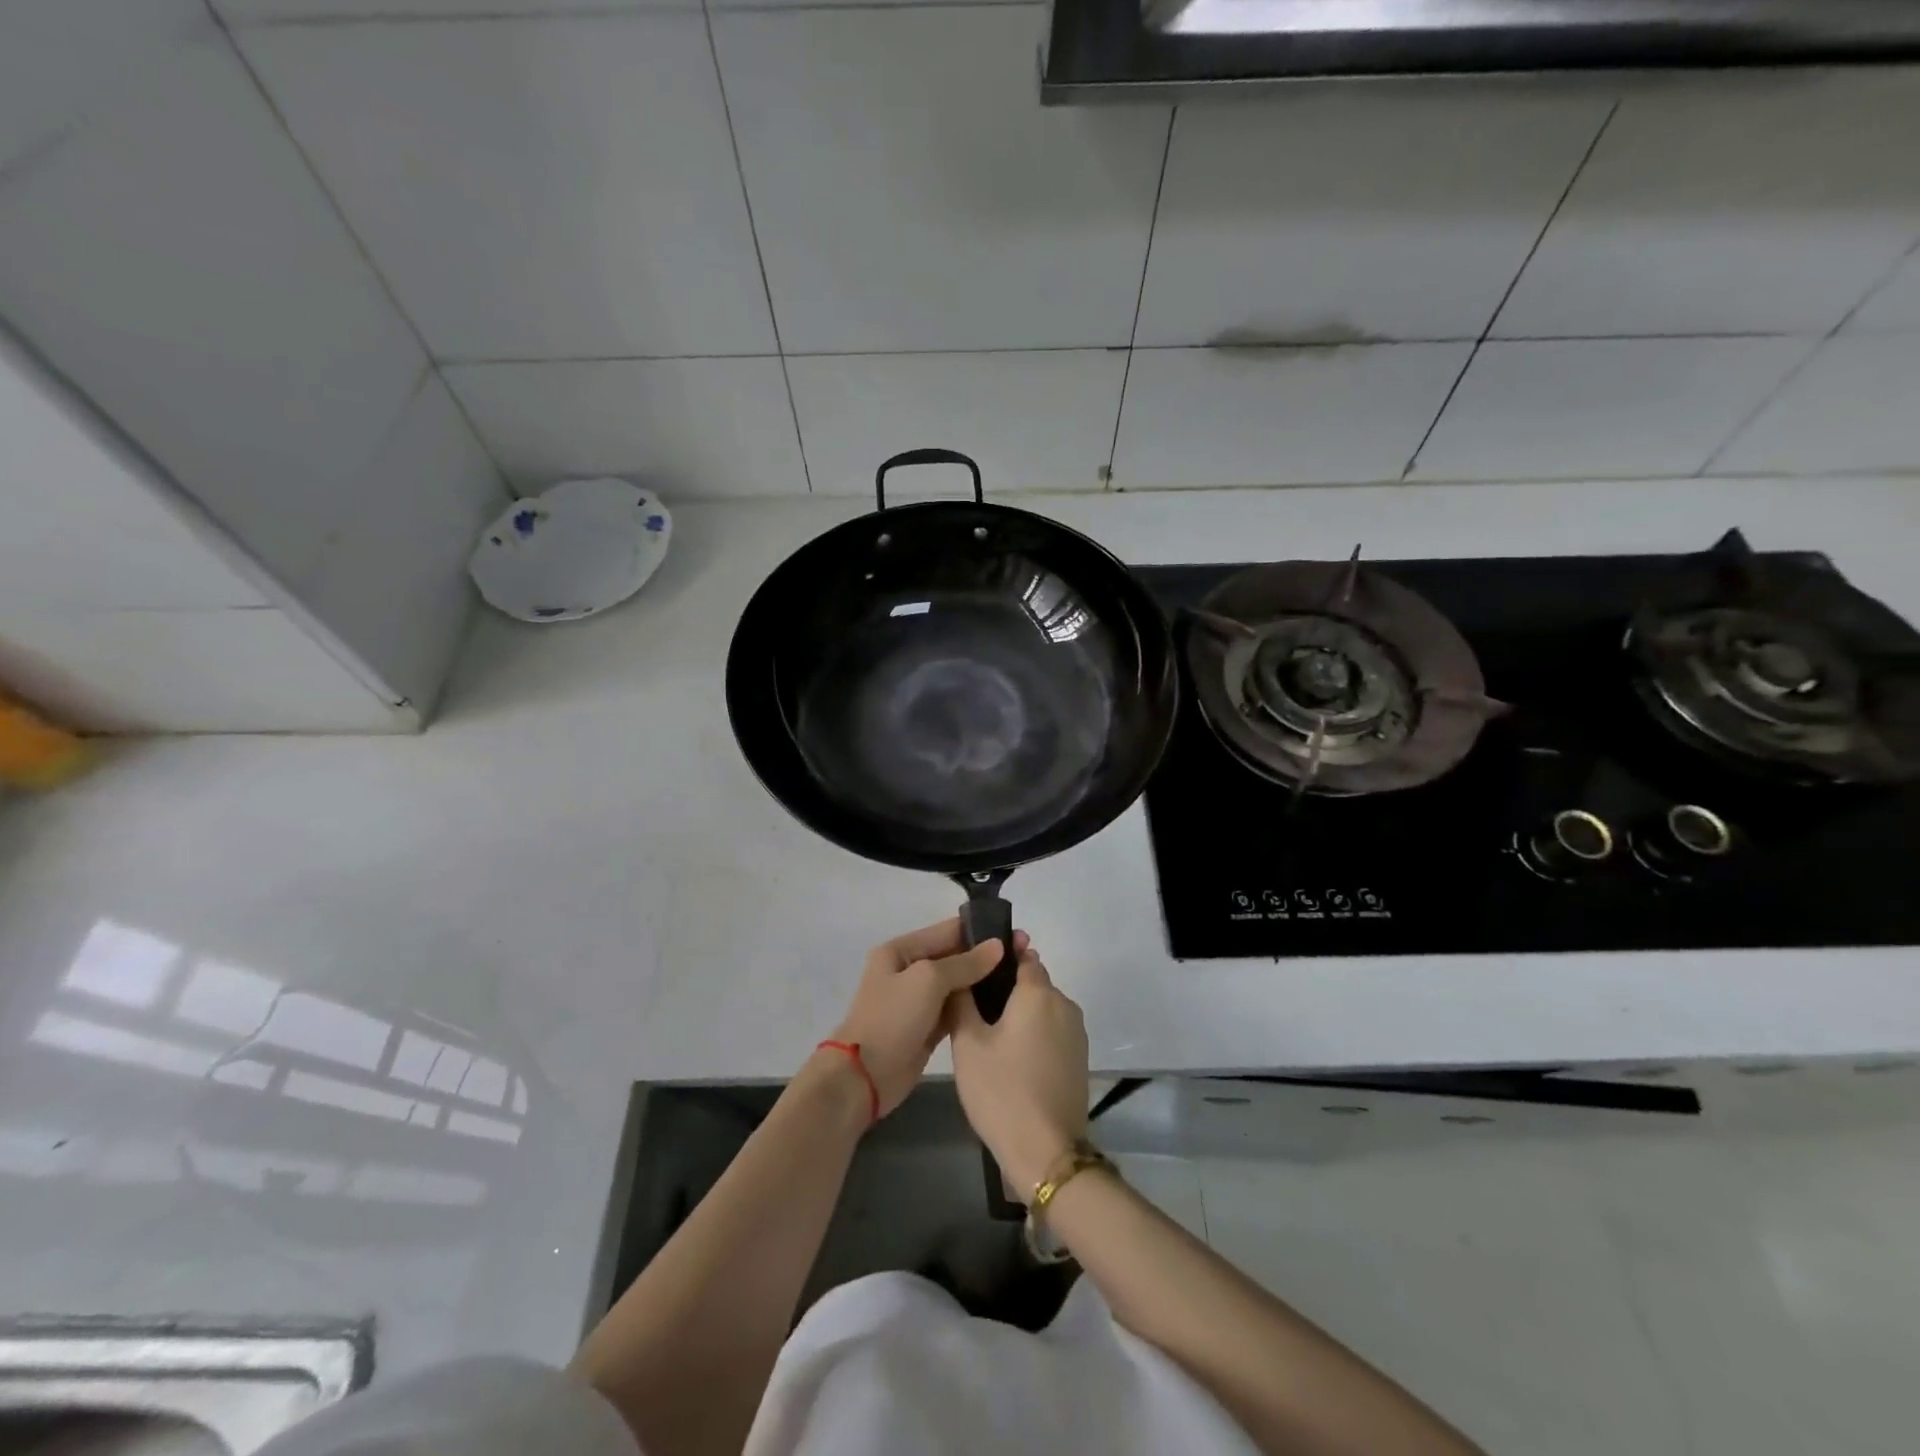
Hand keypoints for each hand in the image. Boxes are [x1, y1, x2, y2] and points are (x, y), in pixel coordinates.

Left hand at [827, 917, 1009, 1116]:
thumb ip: (964, 963)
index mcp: (901, 950)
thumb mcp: (927, 980)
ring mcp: (918, 1001)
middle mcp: (909, 970)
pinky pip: (956, 1009)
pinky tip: (1002, 1005)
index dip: (980, 931)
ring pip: (957, 984)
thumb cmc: (892, 1018)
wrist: (864, 1077)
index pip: (947, 931)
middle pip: (954, 957)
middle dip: (986, 957)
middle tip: (1025, 957)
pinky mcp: (927, 1027)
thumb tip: (998, 946)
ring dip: (983, 982)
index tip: (1016, 935)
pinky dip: (974, 1006)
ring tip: (1020, 979)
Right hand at [950, 943, 1089, 1194]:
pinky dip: (1035, 1036)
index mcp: (1038, 993)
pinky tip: (1013, 1059)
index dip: (1002, 956)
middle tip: (976, 1009)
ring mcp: (1077, 1034)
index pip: (1023, 956)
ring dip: (1023, 1014)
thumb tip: (962, 976)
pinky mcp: (1080, 1060)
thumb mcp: (968, 1043)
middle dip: (1009, 989)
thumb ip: (962, 1001)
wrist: (1045, 1150)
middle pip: (1035, 983)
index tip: (980, 966)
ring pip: (1044, 1010)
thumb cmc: (1001, 1090)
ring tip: (991, 1037)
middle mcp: (1064, 1004)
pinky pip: (1054, 1033)